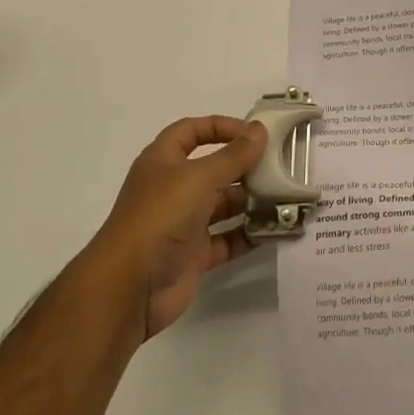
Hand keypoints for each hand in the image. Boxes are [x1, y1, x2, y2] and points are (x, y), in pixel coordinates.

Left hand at [83, 115, 266, 341]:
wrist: (129, 287)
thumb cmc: (160, 217)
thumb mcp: (199, 177)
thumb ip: (234, 155)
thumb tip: (260, 130)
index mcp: (163, 162)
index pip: (191, 131)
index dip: (220, 127)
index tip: (253, 133)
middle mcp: (172, 189)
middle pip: (213, 169)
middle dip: (244, 166)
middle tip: (280, 165)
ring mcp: (183, 223)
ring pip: (223, 205)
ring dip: (251, 201)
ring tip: (284, 197)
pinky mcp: (194, 255)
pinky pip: (227, 239)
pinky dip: (248, 234)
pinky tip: (274, 229)